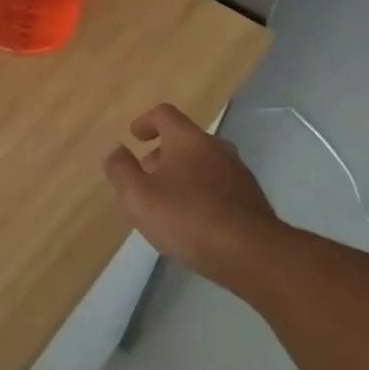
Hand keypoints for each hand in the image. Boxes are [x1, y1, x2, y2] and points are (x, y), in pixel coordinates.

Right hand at [102, 103, 280, 288]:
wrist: (254, 255)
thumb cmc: (188, 218)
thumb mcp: (139, 197)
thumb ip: (121, 171)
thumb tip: (114, 150)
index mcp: (188, 139)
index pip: (165, 114)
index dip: (146, 121)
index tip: (134, 137)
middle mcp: (216, 148)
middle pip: (185, 139)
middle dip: (163, 153)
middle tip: (146, 176)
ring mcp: (239, 174)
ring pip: (204, 164)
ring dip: (183, 175)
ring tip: (168, 203)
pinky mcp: (252, 201)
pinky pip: (220, 187)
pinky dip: (202, 194)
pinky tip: (194, 222)